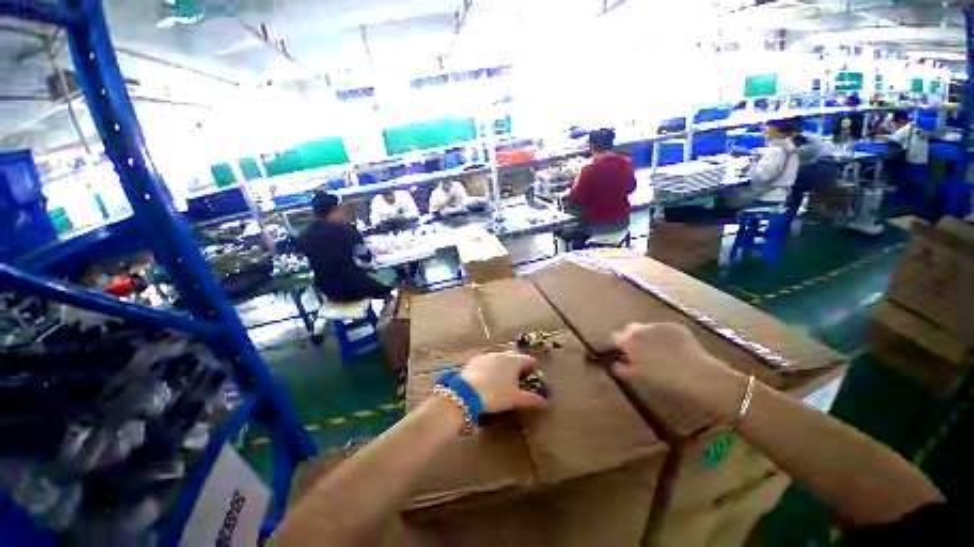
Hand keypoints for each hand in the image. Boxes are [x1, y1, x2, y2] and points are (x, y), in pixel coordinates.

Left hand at [461, 353, 547, 413]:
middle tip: (517, 381)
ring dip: (503, 367)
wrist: (467, 393)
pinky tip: (486, 379)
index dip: (532, 368)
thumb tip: (546, 402)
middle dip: (517, 367)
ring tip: (501, 381)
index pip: (528, 360)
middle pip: (514, 358)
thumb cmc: (495, 395)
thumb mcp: (515, 399)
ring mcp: (487, 355)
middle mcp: (502, 354)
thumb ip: (532, 399)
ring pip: (500, 359)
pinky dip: (490, 368)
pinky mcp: (475, 360)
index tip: (531, 377)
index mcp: (514, 361)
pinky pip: (487, 362)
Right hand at [611, 323, 743, 418]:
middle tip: (639, 352)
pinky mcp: (676, 326)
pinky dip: (663, 336)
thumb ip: (620, 368)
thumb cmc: (661, 378)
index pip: (615, 337)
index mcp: (628, 340)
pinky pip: (664, 329)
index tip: (622, 354)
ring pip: (647, 328)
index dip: (617, 345)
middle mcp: (641, 328)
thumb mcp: (635, 377)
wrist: (695, 374)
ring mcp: (659, 325)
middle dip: (631, 337)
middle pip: (630, 329)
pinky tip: (672, 348)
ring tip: (657, 350)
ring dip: (647, 335)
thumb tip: (614, 363)